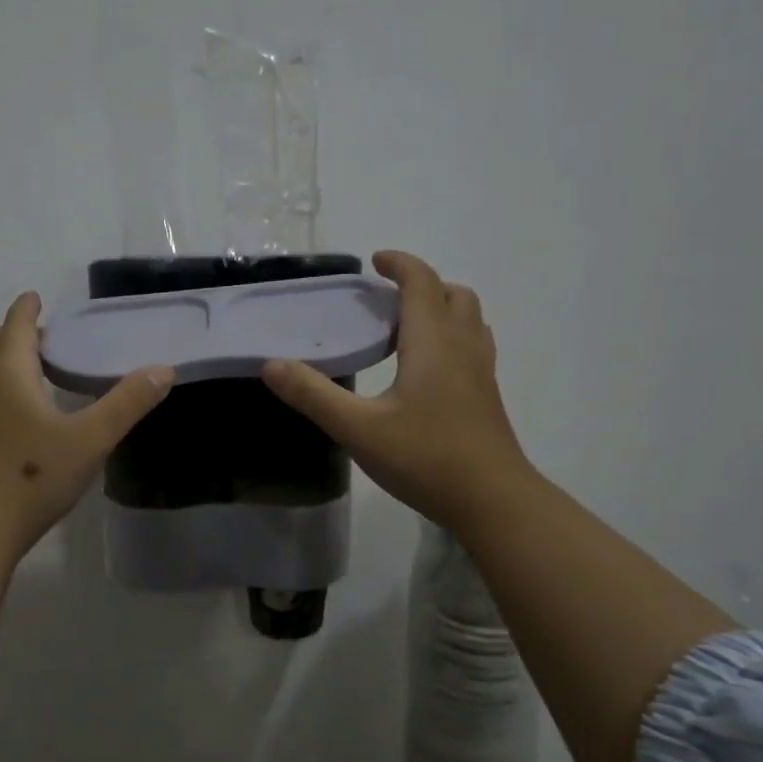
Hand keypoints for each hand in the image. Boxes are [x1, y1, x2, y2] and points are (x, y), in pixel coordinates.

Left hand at [0, 292, 174, 558]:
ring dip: (0, 361)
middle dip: (9, 332)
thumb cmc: (35, 476)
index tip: (36, 298)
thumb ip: (127, 403)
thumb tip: (163, 370)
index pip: (15, 326)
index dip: (27, 309)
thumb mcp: (91, 439)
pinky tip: (22, 417)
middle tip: (39, 338)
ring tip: (33, 373)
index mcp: (10, 375)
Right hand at [262, 251, 532, 531]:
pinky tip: (427, 371)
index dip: (400, 264)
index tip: (375, 261)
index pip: (421, 282)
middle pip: (453, 294)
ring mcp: (481, 373)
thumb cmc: (424, 457)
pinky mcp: (487, 397)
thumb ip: (313, 395)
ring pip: (469, 320)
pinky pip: (473, 346)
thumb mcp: (358, 428)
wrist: (491, 500)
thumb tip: (271, 365)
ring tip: (407, 329)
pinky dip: (451, 338)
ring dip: (441, 308)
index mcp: (432, 343)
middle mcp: (463, 347)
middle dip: (422, 285)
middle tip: (387, 300)